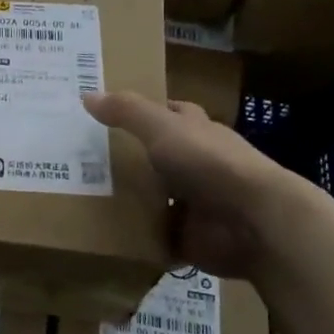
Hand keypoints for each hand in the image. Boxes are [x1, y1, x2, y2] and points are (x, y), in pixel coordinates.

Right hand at [83, 91, 300, 279]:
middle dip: (127, 160)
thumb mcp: (162, 128)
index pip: (170, 115)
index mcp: (197, 132)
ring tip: (82, 198)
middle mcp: (198, 165)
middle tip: (80, 161)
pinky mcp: (191, 238)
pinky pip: (157, 237)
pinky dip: (138, 238)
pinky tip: (105, 235)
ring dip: (130, 201)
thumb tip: (87, 94)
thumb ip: (127, 112)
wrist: (253, 222)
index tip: (107, 114)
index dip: (144, 113)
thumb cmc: (209, 163)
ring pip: (157, 198)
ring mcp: (196, 204)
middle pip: (158, 158)